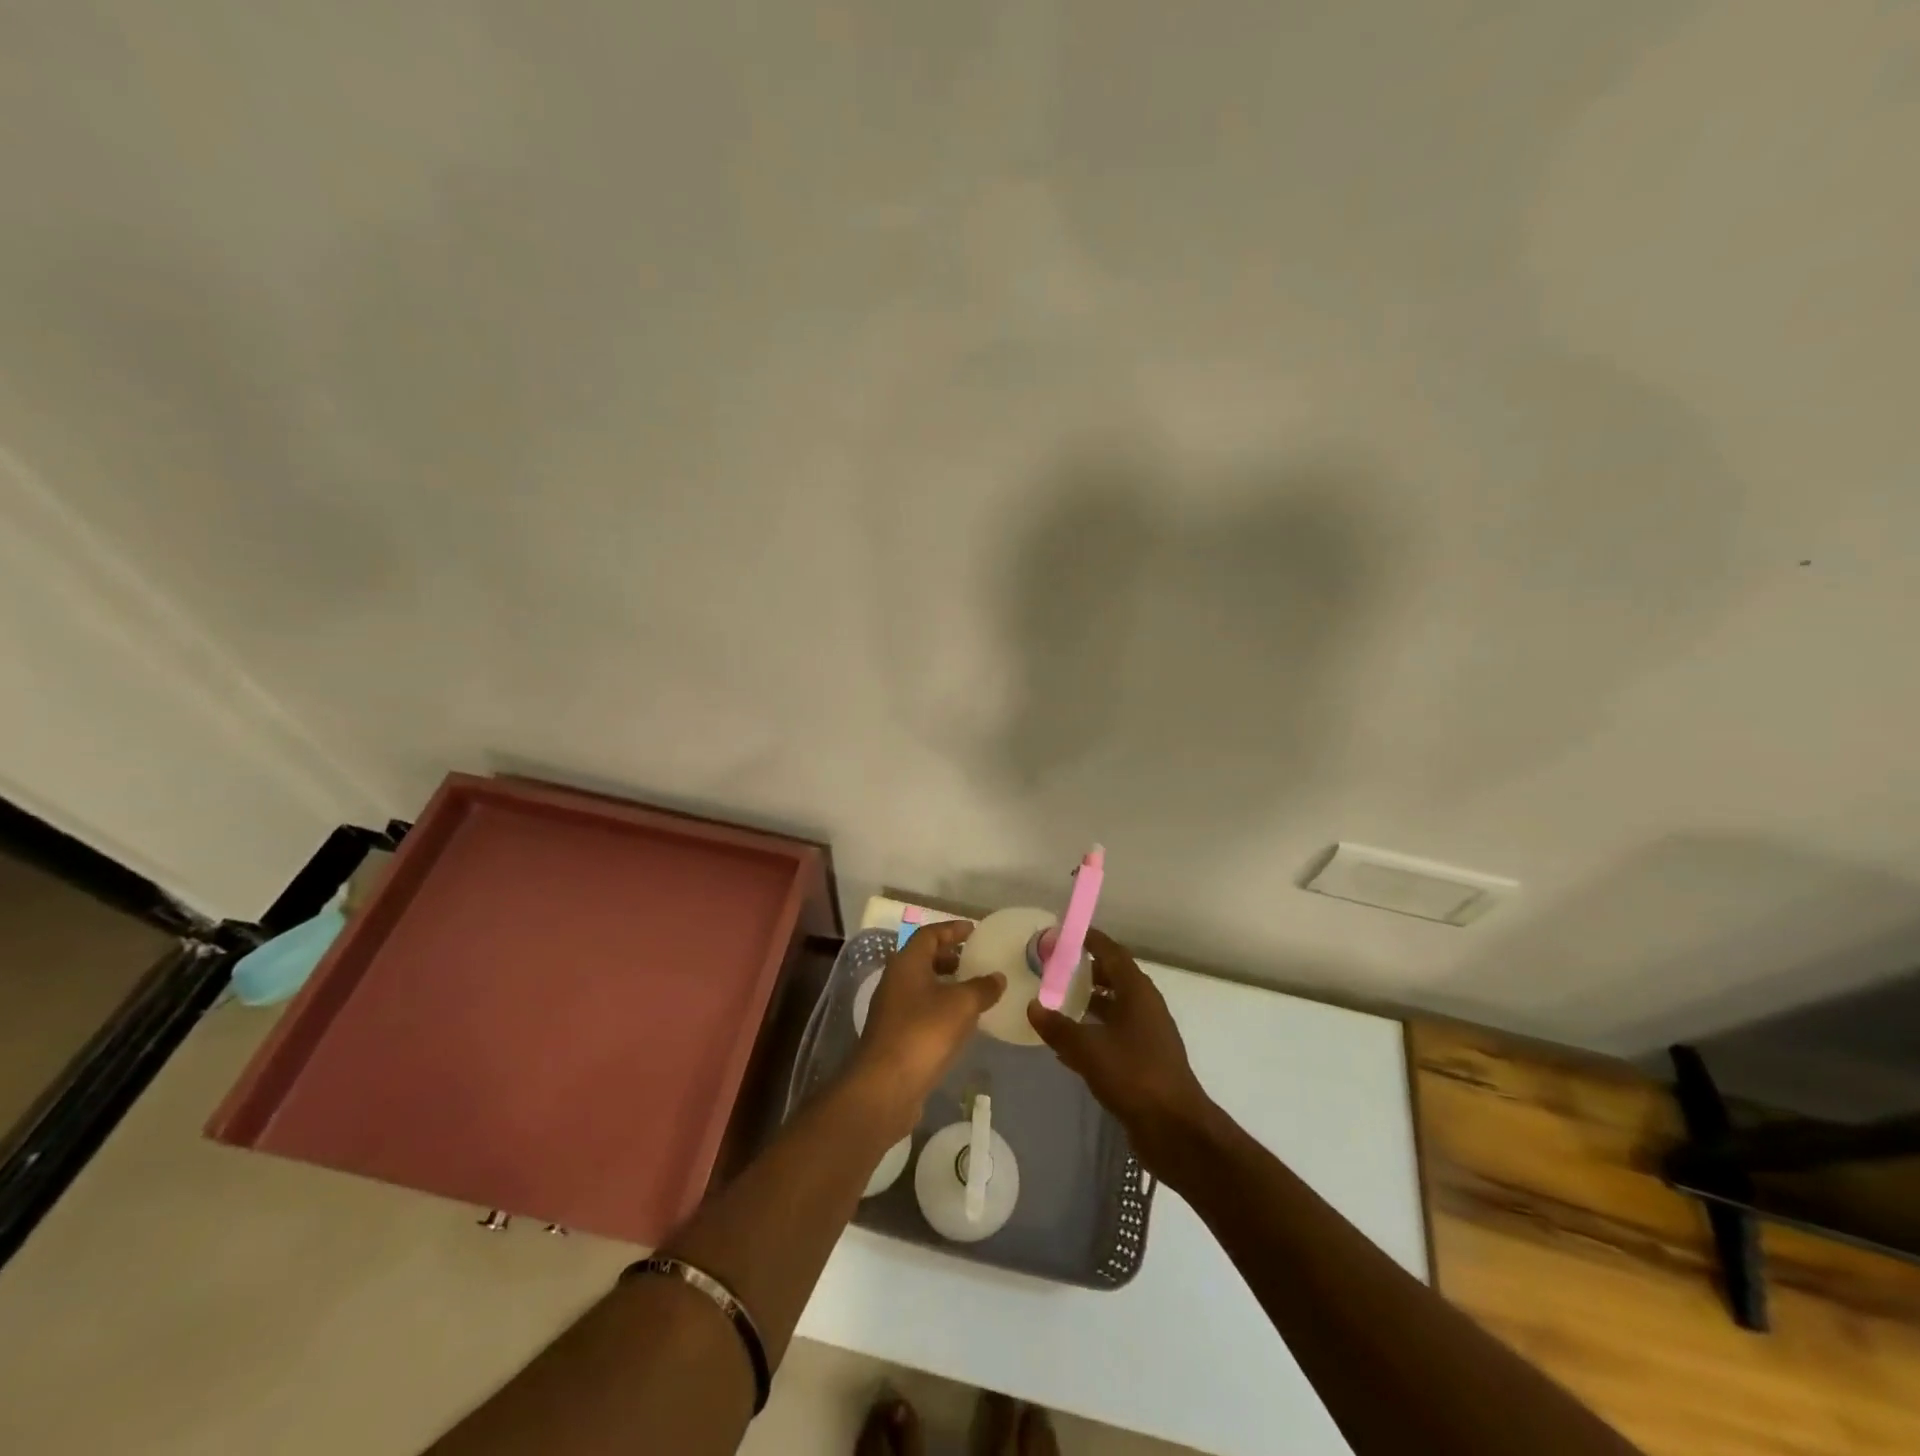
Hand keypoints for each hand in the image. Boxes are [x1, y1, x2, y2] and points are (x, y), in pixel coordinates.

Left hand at [849, 920, 1002, 1132]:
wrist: (886, 1086)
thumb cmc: (924, 1033)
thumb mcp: (962, 1005)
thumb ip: (982, 987)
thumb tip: (998, 977)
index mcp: (907, 963)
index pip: (929, 934)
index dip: (952, 930)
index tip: (974, 930)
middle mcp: (895, 980)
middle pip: (923, 958)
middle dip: (949, 956)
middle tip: (975, 959)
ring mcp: (892, 1009)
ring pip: (922, 986)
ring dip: (946, 984)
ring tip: (973, 990)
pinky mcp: (895, 1035)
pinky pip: (921, 1010)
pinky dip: (941, 1007)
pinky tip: (961, 1022)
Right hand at [1027, 928, 1213, 1175]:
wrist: (1175, 1129)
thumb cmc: (1134, 1076)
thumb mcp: (1088, 1049)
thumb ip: (1059, 1027)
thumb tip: (1033, 1005)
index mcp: (1137, 992)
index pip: (1112, 952)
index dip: (1089, 940)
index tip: (1063, 934)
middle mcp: (1145, 1006)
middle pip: (1113, 977)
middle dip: (1085, 970)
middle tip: (1053, 968)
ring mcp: (1147, 1034)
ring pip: (1114, 1006)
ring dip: (1088, 1001)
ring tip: (1055, 1002)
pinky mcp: (1144, 1059)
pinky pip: (1114, 1033)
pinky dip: (1093, 1030)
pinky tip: (1068, 1044)